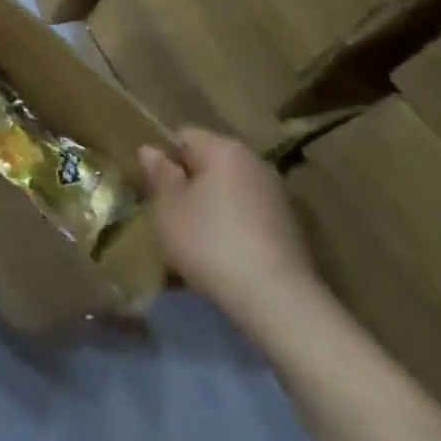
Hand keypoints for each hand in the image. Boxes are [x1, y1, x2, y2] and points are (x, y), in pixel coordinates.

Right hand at [140, 128, 319, 323]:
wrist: (279, 303)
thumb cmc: (211, 243)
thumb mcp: (168, 207)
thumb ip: (159, 175)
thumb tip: (150, 150)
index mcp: (224, 149)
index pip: (183, 137)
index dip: (164, 160)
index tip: (155, 190)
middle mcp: (254, 164)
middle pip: (209, 164)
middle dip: (188, 186)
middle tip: (171, 217)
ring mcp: (277, 198)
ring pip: (228, 193)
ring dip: (210, 210)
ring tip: (195, 243)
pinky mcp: (290, 232)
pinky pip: (247, 219)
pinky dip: (233, 231)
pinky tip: (223, 260)